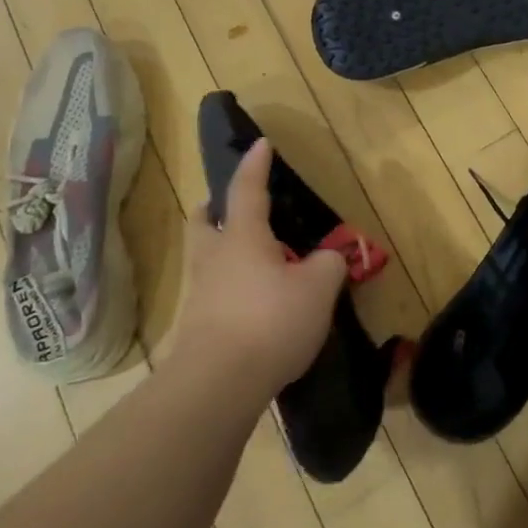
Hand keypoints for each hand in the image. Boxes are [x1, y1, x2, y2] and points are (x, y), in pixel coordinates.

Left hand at [169, 139, 346, 398]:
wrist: (217, 384)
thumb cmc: (270, 321)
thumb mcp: (318, 289)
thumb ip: (329, 265)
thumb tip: (331, 258)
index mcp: (242, 238)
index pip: (246, 190)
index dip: (255, 165)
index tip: (260, 144)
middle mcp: (214, 258)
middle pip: (205, 223)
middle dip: (215, 210)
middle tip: (232, 208)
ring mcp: (200, 294)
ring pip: (205, 259)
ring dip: (222, 250)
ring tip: (252, 259)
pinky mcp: (196, 328)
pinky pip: (212, 293)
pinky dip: (229, 287)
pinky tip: (252, 303)